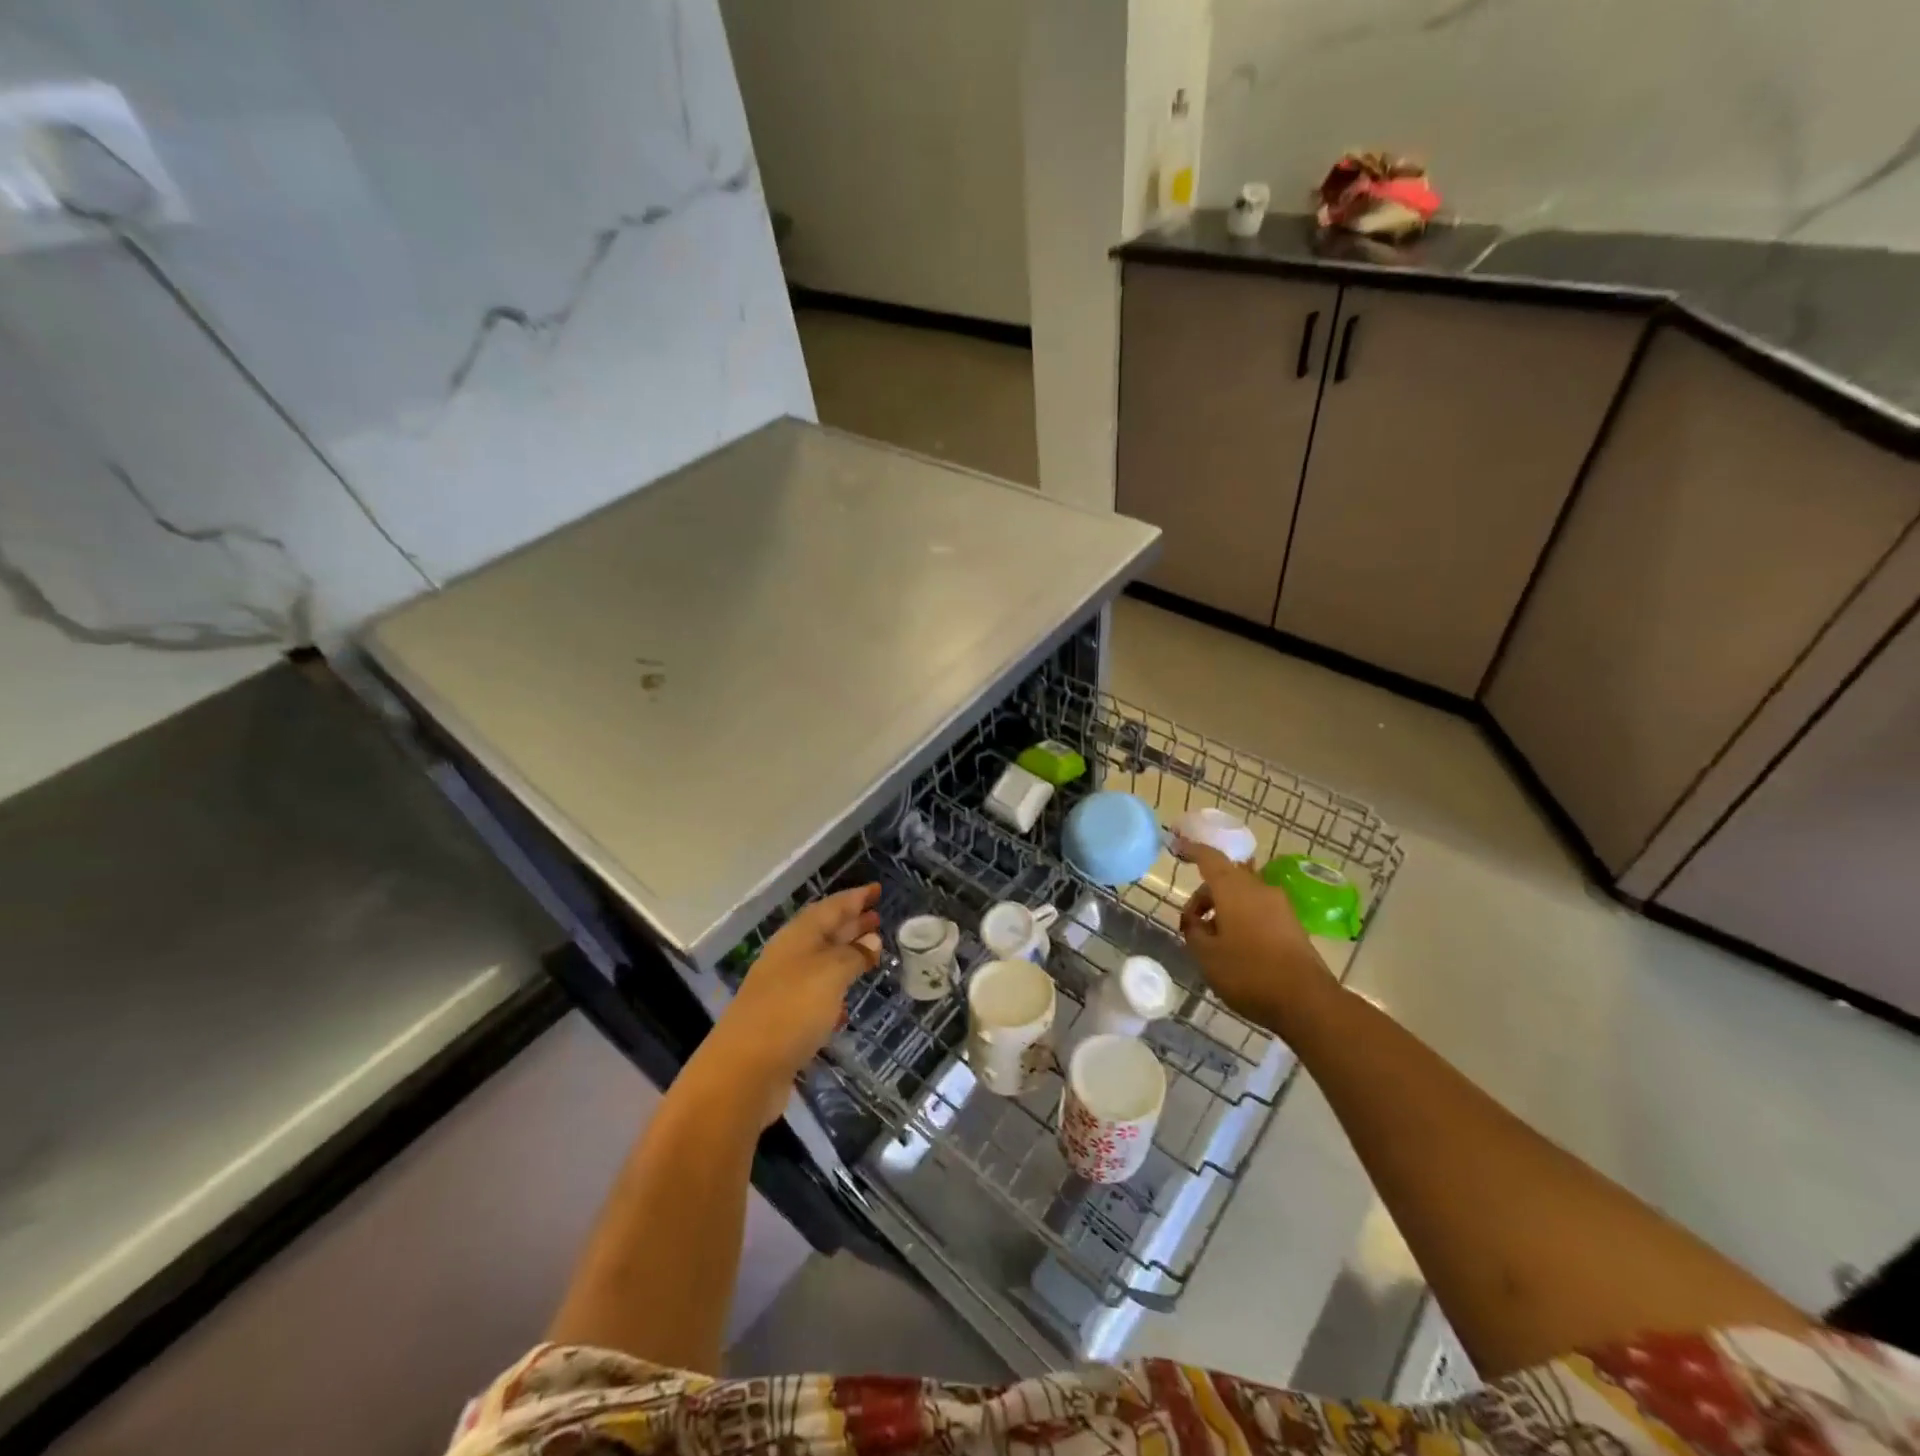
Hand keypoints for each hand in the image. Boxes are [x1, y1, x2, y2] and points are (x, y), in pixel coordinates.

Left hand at [692, 885, 881, 1125]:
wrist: (744, 1071)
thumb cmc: (791, 1010)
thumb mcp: (830, 974)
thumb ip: (853, 955)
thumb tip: (871, 940)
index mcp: (797, 937)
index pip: (831, 907)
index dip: (855, 898)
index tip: (878, 890)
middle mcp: (789, 957)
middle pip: (824, 932)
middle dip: (851, 923)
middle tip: (878, 918)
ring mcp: (784, 990)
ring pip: (821, 963)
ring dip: (845, 956)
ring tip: (872, 953)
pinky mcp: (784, 1021)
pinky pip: (815, 995)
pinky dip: (834, 991)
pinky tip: (848, 1002)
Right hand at [1177, 841, 1335, 1031]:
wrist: (1307, 1001)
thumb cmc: (1248, 973)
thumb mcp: (1206, 956)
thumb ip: (1193, 931)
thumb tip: (1195, 921)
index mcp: (1234, 889)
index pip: (1209, 857)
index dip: (1192, 850)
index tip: (1177, 845)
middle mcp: (1259, 889)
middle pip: (1226, 878)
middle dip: (1205, 895)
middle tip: (1191, 923)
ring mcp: (1280, 906)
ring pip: (1243, 895)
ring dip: (1223, 909)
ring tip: (1212, 940)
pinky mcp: (1293, 925)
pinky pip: (1258, 911)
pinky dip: (1241, 919)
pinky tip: (1235, 948)